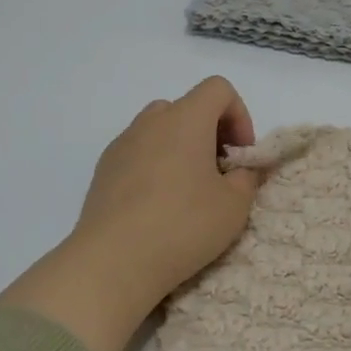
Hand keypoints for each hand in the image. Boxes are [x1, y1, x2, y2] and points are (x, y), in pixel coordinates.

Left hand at [0, 76, 261, 350]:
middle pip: (187, 107)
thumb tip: (243, 170)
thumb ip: (247, 178)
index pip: (218, 89)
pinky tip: (158, 207)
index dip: (239, 116)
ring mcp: (122, 145)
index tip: (241, 155)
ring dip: (181, 149)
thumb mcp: (234, 206)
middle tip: (219, 173)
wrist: (113, 261)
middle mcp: (151, 122)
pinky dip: (155, 166)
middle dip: (210, 133)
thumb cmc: (184, 225)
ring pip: (159, 131)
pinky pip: (138, 154)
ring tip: (189, 191)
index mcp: (186, 119)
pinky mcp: (103, 171)